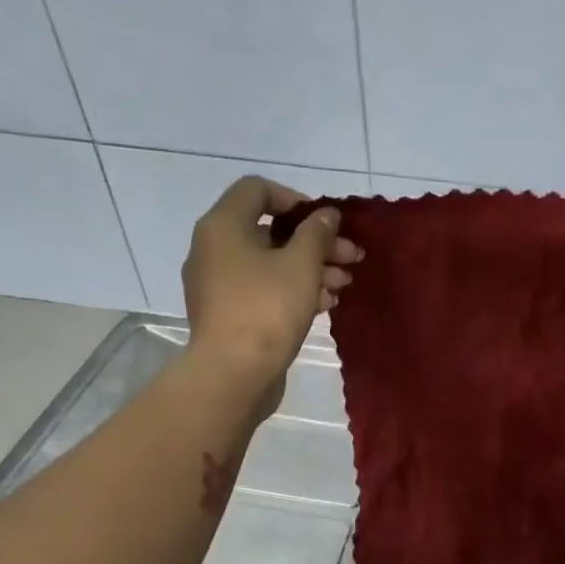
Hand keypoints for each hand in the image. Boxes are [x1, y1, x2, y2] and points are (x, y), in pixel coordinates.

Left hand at [182, 175, 360, 405]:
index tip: (325, 223)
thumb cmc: (267, 310)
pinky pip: (263, 290)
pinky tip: (324, 305)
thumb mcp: (301, 265)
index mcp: (223, 226)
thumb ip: (316, 234)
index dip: (296, 199)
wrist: (233, 374)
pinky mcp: (228, 314)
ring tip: (343, 285)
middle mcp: (213, 249)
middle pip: (269, 231)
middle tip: (351, 257)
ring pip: (270, 264)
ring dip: (310, 268)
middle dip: (315, 243)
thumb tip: (325, 215)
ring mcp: (218, 284)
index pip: (256, 190)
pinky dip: (292, 290)